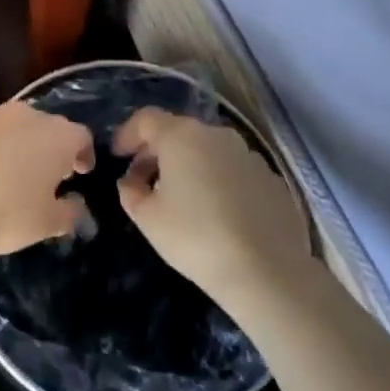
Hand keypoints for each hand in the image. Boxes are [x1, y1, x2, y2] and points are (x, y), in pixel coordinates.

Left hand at [0, 102, 93, 259]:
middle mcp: (24, 115)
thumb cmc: (5, 213)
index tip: (79, 174)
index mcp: (56, 136)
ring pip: (5, 127)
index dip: (83, 155)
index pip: (81, 137)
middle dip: (45, 148)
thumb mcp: (46, 224)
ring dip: (8, 146)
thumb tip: (76, 207)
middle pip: (43, 127)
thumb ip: (68, 213)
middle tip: (41, 177)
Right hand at [114, 108, 314, 312]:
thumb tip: (131, 181)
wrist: (267, 271)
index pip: (146, 119)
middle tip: (143, 180)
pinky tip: (217, 213)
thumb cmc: (196, 238)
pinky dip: (218, 181)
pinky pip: (234, 170)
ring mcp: (249, 154)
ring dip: (189, 165)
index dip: (127, 134)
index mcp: (182, 136)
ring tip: (181, 198)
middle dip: (157, 151)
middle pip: (178, 132)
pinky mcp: (272, 178)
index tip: (118, 156)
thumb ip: (131, 192)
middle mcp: (217, 135)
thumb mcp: (148, 219)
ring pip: (209, 150)